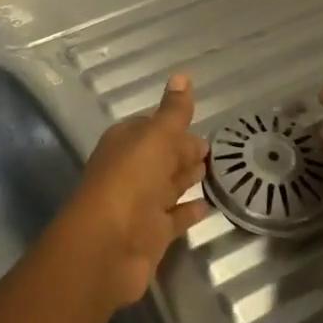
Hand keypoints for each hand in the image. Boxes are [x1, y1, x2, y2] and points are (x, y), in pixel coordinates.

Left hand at [60, 74, 210, 308]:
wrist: (106, 247)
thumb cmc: (130, 181)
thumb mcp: (155, 138)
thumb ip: (173, 112)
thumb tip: (182, 75)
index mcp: (125, 143)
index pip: (152, 127)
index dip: (174, 125)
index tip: (200, 123)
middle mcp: (131, 170)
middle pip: (162, 156)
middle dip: (184, 151)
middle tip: (214, 149)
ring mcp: (140, 204)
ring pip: (168, 185)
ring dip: (187, 177)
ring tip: (216, 171)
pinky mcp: (151, 234)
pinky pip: (174, 217)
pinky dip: (189, 211)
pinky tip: (208, 206)